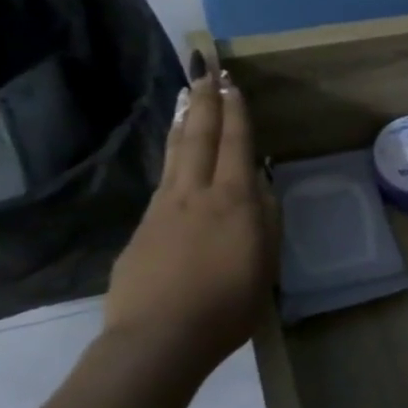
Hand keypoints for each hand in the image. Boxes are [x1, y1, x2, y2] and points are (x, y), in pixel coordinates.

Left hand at [103, 61, 277, 378]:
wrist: (158, 338)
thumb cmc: (228, 305)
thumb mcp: (266, 264)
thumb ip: (265, 220)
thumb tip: (260, 187)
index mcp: (234, 201)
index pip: (235, 144)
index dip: (235, 112)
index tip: (232, 82)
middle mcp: (196, 194)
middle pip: (199, 137)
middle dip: (205, 100)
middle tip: (206, 69)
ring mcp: (163, 209)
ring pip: (175, 153)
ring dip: (183, 120)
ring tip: (187, 96)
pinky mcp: (142, 229)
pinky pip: (163, 181)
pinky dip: (172, 156)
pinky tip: (176, 158)